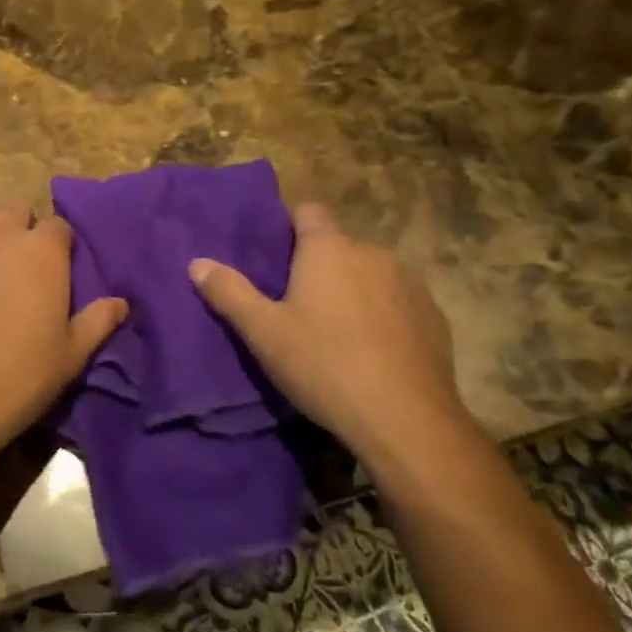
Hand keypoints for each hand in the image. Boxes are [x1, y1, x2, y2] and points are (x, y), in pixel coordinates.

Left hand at [0, 191, 127, 478]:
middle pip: (16, 208)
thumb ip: (98, 321)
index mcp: (44, 252)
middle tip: (15, 265)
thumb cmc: (21, 376)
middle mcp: (3, 233)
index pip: (58, 225)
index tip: (52, 271)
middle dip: (19, 229)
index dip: (57, 245)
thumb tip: (123, 303)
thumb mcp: (72, 355)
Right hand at [188, 204, 463, 455]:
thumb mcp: (263, 332)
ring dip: (354, 289)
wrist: (407, 421)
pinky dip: (385, 315)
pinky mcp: (435, 317)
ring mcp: (410, 284)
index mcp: (328, 248)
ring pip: (371, 273)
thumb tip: (197, 263)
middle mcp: (372, 253)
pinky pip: (399, 302)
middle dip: (320, 264)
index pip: (309, 211)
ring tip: (337, 329)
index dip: (291, 227)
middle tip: (298, 302)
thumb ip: (229, 292)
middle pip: (339, 245)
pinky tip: (374, 351)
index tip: (277, 256)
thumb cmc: (324, 365)